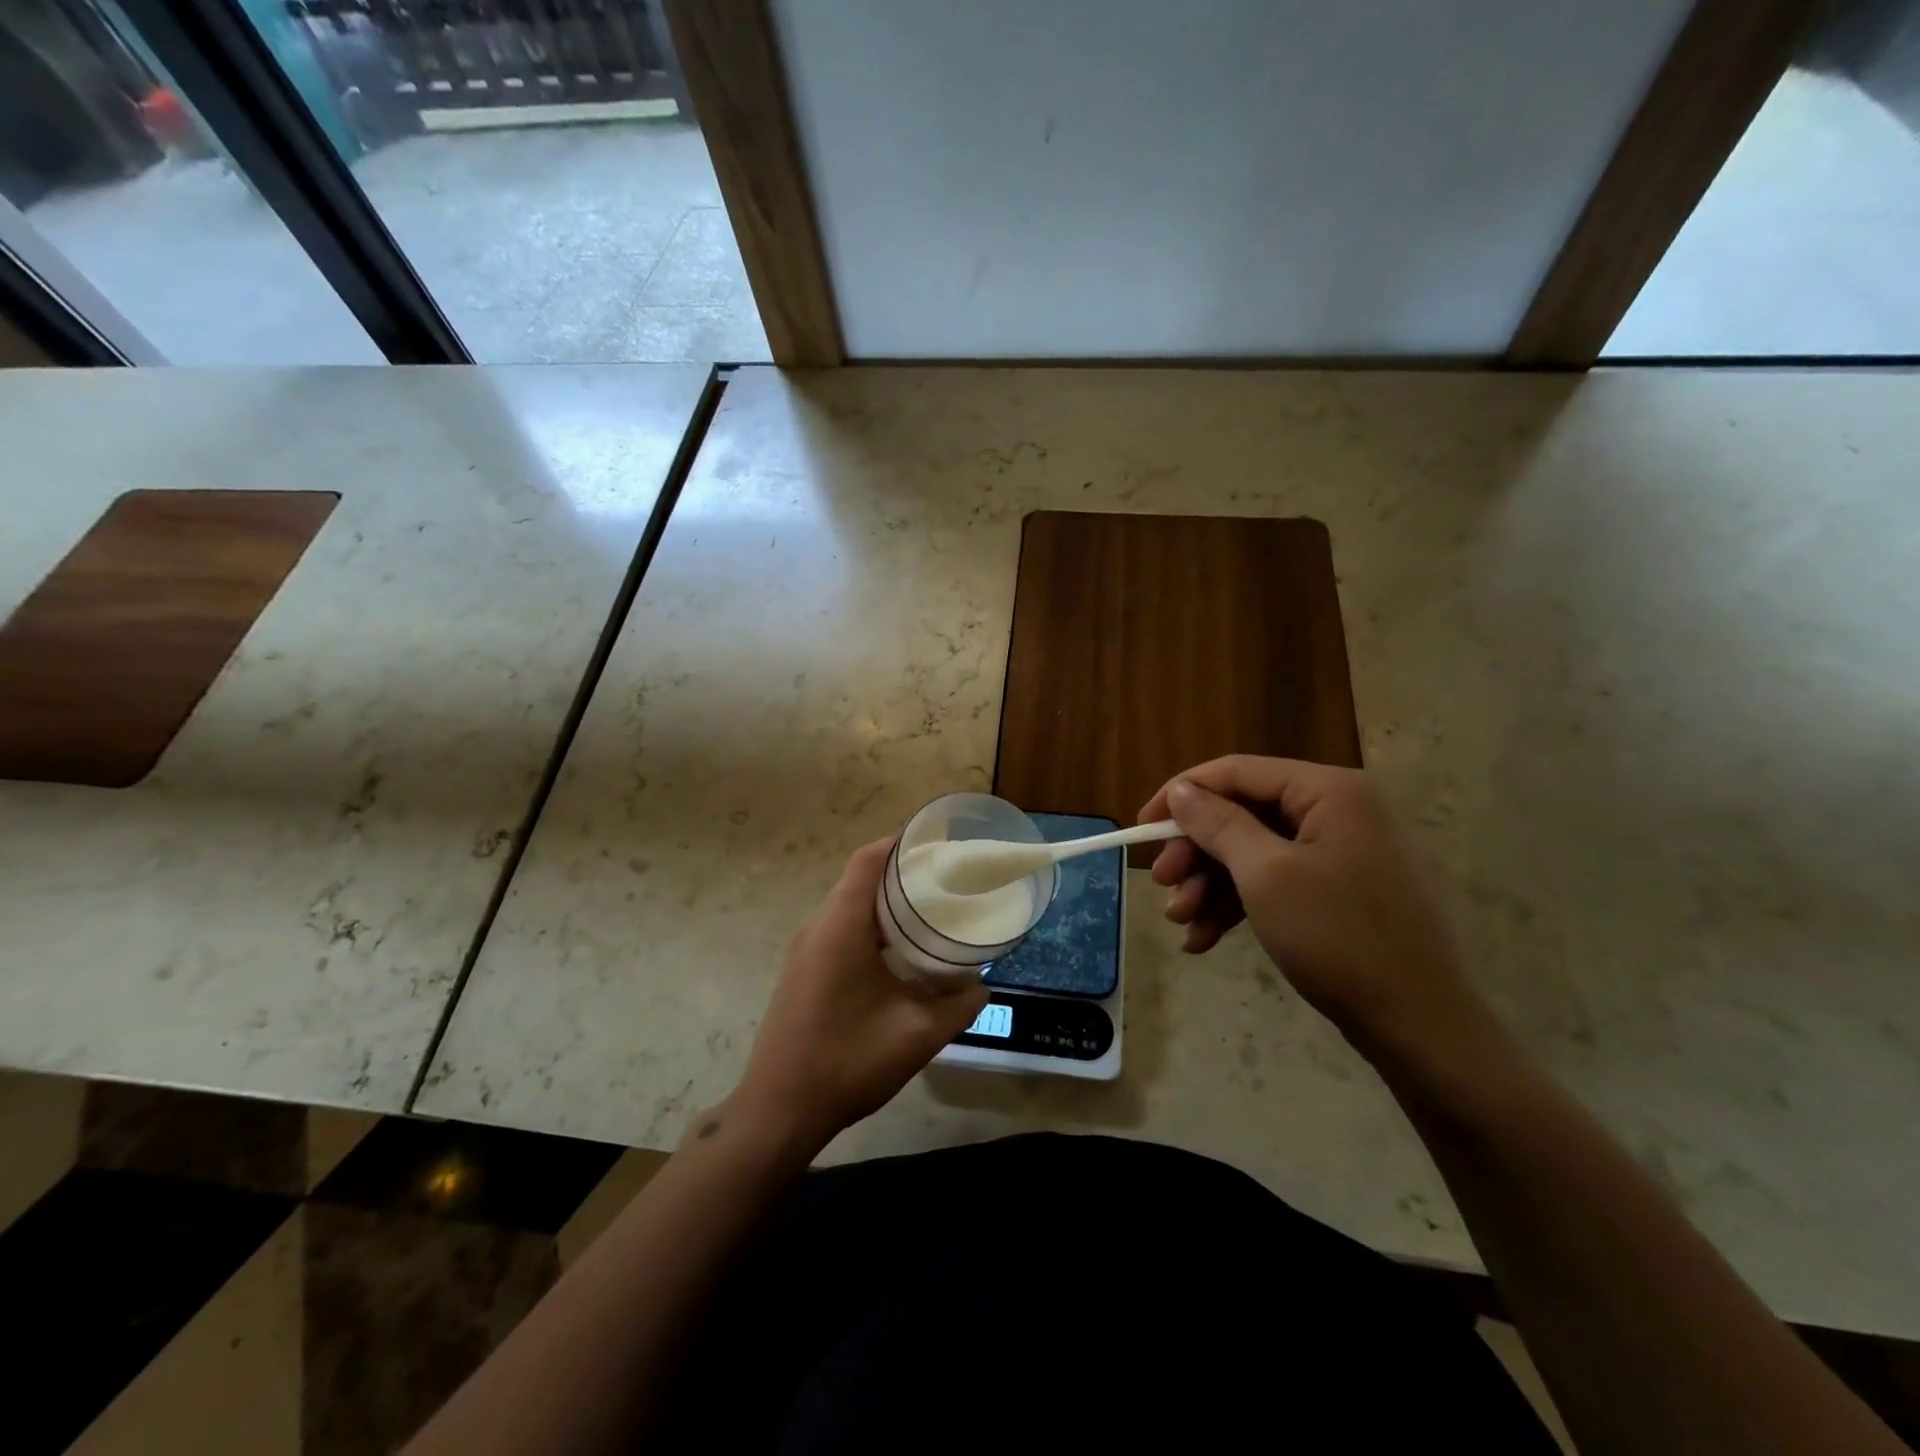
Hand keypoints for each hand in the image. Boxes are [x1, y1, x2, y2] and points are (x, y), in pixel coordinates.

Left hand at [732, 840, 987, 1152]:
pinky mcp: (801, 971)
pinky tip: (899, 955)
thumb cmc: (847, 1062)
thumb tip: (981, 985)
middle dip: (903, 876)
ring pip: (850, 907)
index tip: (940, 849)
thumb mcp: (916, 1035)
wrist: (778, 1112)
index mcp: (840, 927)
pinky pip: (839, 931)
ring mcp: (804, 950)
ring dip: (886, 906)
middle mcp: (817, 928)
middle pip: (860, 880)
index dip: (902, 845)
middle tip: (947, 885)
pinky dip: (870, 929)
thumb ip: (958, 1006)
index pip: (868, 860)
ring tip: (930, 916)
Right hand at [1139, 756, 1482, 1053]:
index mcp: (1328, 791)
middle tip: (1163, 887)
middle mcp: (1336, 810)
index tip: (1141, 827)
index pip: (1237, 772)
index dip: (1182, 794)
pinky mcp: (1337, 890)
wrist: (1421, 1027)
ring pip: (1252, 853)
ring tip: (1182, 924)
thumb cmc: (1340, 938)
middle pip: (1242, 814)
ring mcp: (1340, 852)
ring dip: (1210, 885)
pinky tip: (1205, 939)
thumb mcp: (1266, 876)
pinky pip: (1274, 882)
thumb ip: (1219, 824)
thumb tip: (1180, 790)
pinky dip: (1237, 906)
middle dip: (1196, 853)